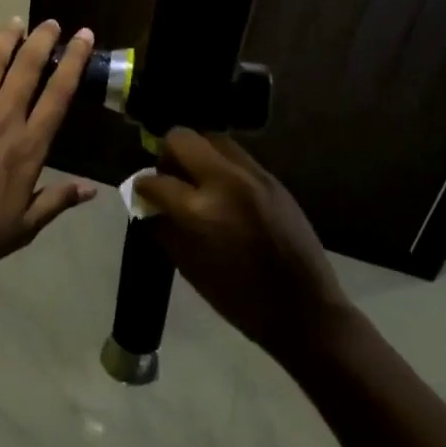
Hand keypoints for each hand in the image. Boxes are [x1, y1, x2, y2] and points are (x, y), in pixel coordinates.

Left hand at [0, 18, 97, 270]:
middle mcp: (3, 117)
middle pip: (27, 69)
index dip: (74, 63)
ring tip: (16, 21)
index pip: (58, 95)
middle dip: (42, 41)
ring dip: (7, 38)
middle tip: (52, 22)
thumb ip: (56, 202)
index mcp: (29, 146)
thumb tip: (92, 190)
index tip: (83, 37)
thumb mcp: (22, 227)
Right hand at [134, 130, 346, 358]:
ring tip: (196, 180)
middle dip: (167, 155)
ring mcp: (253, 175)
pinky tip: (222, 189)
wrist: (304, 308)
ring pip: (213, 139)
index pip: (156, 180)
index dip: (142, 186)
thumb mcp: (190, 268)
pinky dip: (221, 164)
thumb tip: (150, 208)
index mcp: (200, 210)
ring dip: (197, 154)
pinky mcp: (273, 179)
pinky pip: (237, 156)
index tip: (141, 193)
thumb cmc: (239, 299)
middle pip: (182, 138)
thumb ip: (165, 230)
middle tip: (169, 178)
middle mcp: (225, 181)